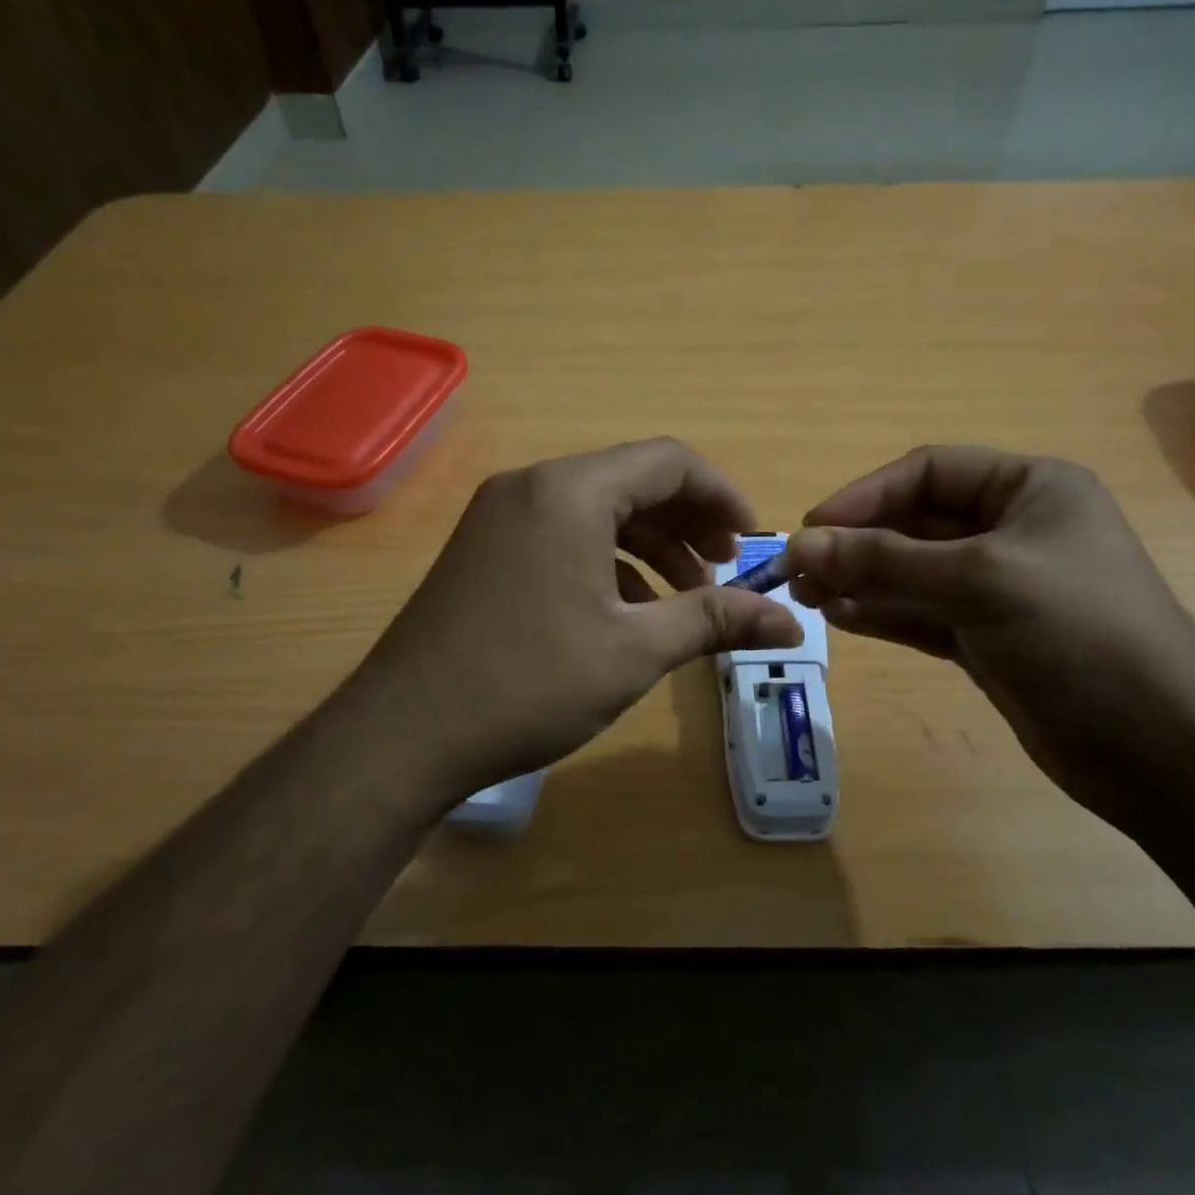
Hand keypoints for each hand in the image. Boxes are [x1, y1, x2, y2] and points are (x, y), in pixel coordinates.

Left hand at [341, 439, 802, 802]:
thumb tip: (792, 623)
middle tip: (723, 574)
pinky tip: (625, 610)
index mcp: (570, 491)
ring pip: (595, 511)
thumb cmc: (528, 684)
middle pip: (632, 482)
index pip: (669, 461)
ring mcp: (499, 517)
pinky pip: (561, 536)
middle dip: (687, 524)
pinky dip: (605, 561)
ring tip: (684, 600)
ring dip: (648, 547)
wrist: (403, 734)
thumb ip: (715, 621)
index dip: (722, 496)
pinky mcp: (482, 550)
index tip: (752, 542)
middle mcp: (531, 487)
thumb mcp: (634, 651)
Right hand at [783, 446, 1194, 827]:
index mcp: (1029, 490)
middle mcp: (1012, 531)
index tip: (811, 528)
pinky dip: (881, 613)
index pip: (928, 473)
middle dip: (856, 544)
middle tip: (796, 571)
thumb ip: (885, 560)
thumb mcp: (979, 581)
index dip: (865, 496)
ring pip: (911, 572)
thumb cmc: (1079, 635)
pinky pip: (920, 613)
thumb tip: (800, 545)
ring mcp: (998, 589)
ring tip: (807, 596)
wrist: (1157, 748)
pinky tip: (839, 618)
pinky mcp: (986, 638)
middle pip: (914, 524)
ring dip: (859, 580)